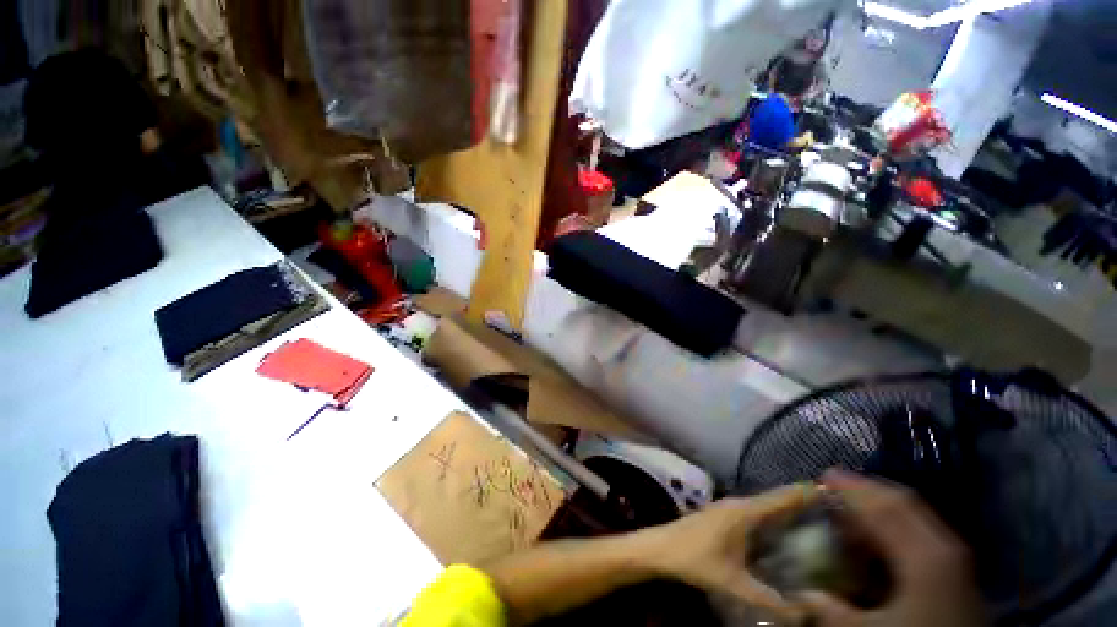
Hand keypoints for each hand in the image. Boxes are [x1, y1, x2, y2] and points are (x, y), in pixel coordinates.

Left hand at [643, 484, 817, 619]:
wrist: (661, 547)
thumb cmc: (694, 559)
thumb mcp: (733, 583)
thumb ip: (769, 600)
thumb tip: (804, 615)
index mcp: (744, 512)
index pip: (781, 498)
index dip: (806, 493)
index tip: (834, 490)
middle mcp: (739, 504)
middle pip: (775, 500)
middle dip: (803, 504)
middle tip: (835, 513)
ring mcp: (729, 509)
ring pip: (764, 507)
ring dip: (787, 511)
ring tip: (817, 524)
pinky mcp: (724, 517)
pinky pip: (755, 514)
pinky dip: (772, 519)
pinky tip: (782, 535)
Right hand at [798, 471, 983, 626]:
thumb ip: (836, 609)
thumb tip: (809, 593)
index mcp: (927, 556)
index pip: (886, 507)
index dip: (852, 488)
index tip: (824, 476)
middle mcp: (947, 549)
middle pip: (905, 504)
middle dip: (868, 490)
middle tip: (836, 484)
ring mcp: (958, 561)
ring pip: (917, 518)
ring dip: (882, 508)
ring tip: (853, 510)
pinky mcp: (961, 575)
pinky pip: (926, 535)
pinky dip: (899, 527)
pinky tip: (881, 541)